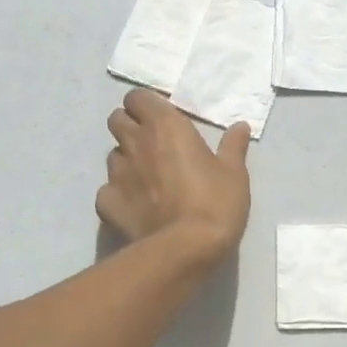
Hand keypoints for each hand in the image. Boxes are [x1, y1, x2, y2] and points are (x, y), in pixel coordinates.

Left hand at [97, 89, 250, 263]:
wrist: (185, 249)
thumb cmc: (215, 202)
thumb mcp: (234, 173)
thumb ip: (233, 146)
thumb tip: (240, 127)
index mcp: (165, 126)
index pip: (137, 97)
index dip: (145, 105)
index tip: (160, 117)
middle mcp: (135, 143)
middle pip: (117, 119)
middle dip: (129, 125)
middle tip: (151, 143)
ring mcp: (116, 173)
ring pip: (112, 155)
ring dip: (126, 159)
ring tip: (146, 178)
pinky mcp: (106, 202)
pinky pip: (107, 189)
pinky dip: (118, 193)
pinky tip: (135, 206)